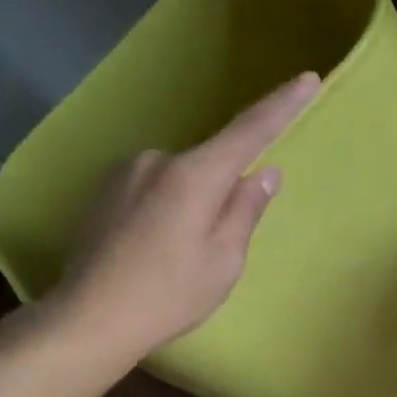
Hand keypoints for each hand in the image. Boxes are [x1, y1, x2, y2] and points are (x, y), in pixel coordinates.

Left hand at [38, 72, 319, 358]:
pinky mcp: (102, 189)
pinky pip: (152, 189)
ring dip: (189, 205)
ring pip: (179, 179)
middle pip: (210, 165)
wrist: (88, 317)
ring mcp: (125, 171)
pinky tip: (149, 249)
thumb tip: (263, 173)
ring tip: (174, 256)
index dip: (282, 105)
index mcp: (194, 176)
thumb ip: (244, 211)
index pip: (249, 131)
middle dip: (222, 194)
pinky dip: (162, 210)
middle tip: (212, 248)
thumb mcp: (223, 261)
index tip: (307, 79)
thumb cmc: (169, 294)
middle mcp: (158, 160)